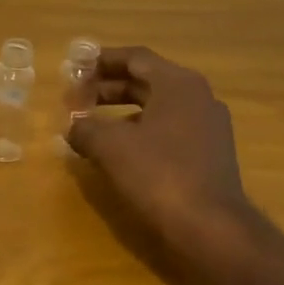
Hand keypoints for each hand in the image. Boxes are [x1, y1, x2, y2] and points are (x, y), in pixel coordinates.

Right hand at [64, 46, 257, 256]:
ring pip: (157, 107)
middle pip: (146, 81)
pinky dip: (140, 131)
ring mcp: (208, 126)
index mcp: (178, 84)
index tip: (74, 67)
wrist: (211, 226)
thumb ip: (85, 128)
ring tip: (91, 125)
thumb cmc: (159, 174)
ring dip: (121, 111)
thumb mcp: (111, 147)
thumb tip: (72, 126)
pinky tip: (119, 151)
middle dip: (108, 87)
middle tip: (76, 98)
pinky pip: (168, 130)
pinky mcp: (209, 153)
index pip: (135, 58)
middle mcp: (198, 97)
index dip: (101, 61)